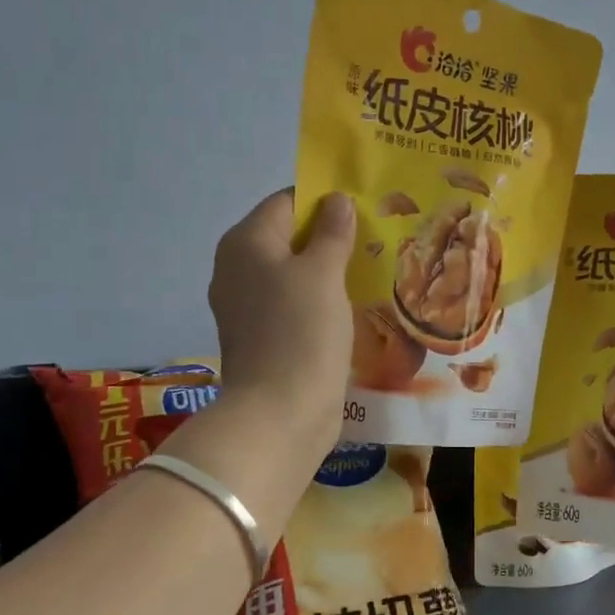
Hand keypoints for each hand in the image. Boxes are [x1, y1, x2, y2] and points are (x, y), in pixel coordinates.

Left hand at [208, 189, 356, 460]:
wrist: (280, 414)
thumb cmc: (301, 333)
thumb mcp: (322, 274)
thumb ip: (332, 233)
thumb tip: (336, 200)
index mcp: (245, 243)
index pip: (286, 202)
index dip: (324, 200)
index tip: (365, 209)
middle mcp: (237, 270)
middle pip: (288, 239)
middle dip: (330, 238)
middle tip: (377, 240)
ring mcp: (248, 308)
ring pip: (293, 275)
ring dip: (328, 273)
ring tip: (372, 271)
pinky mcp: (263, 339)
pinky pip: (294, 307)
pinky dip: (320, 303)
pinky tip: (352, 308)